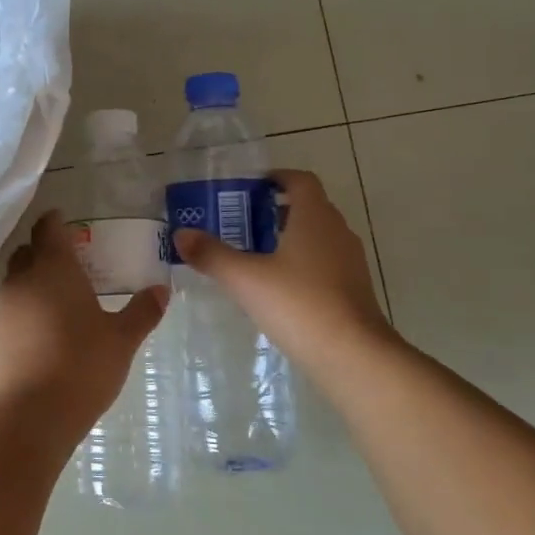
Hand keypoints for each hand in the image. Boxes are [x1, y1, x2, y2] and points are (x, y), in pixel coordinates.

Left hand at [0, 210, 167, 434]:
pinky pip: (9, 310)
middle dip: (43, 251)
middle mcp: (23, 279)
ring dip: (33, 282)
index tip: (66, 221)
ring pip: (16, 281)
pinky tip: (42, 332)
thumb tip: (162, 289)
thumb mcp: (122, 339)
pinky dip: (24, 310)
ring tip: (58, 299)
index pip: (48, 228)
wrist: (31, 413)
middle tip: (69, 263)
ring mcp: (2, 308)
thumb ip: (142, 311)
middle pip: (27, 252)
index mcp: (54, 268)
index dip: (56, 221)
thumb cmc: (82, 365)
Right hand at [172, 169, 395, 376]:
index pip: (300, 180)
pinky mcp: (354, 290)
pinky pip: (325, 264)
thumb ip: (212, 254)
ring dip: (289, 239)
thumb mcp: (246, 279)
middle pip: (308, 208)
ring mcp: (350, 262)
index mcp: (314, 217)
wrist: (354, 357)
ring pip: (317, 237)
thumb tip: (181, 233)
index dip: (277, 178)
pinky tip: (278, 289)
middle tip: (241, 224)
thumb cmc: (299, 304)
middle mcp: (337, 231)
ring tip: (255, 257)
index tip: (251, 188)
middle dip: (276, 211)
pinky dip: (302, 265)